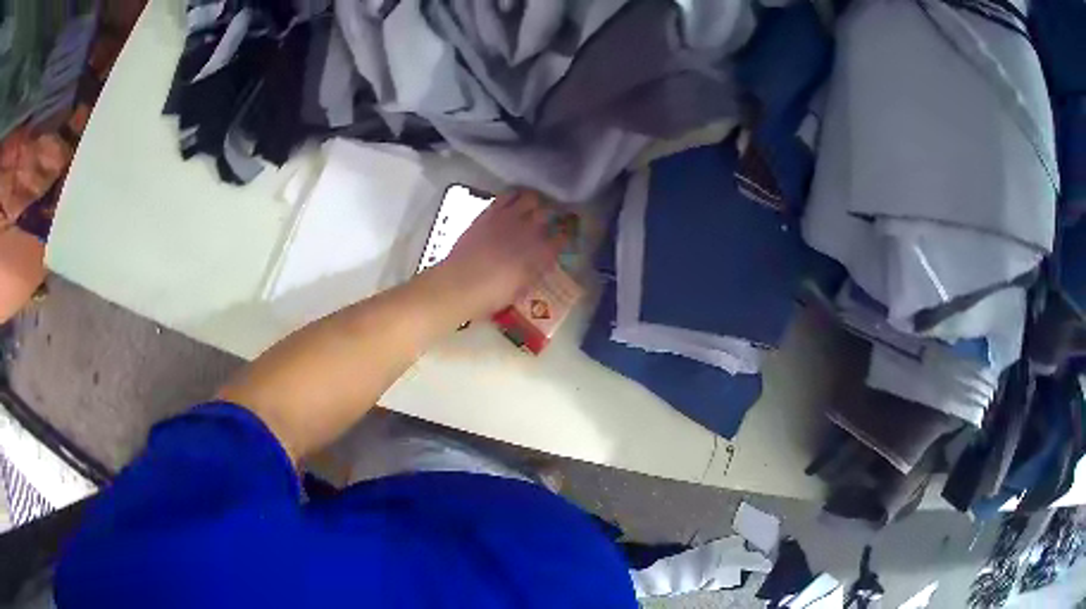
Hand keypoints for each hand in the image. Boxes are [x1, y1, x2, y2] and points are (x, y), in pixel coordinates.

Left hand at [434, 189, 566, 319]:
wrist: (458, 285)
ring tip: (530, 206)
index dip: (562, 236)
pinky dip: (513, 196)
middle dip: (550, 215)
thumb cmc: (491, 296)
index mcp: (540, 254)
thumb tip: (538, 262)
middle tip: (546, 219)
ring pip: (530, 197)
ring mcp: (508, 218)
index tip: (561, 237)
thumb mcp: (520, 288)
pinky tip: (511, 202)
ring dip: (533, 201)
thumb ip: (533, 271)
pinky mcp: (489, 213)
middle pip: (547, 212)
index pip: (560, 238)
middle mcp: (528, 231)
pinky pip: (506, 196)